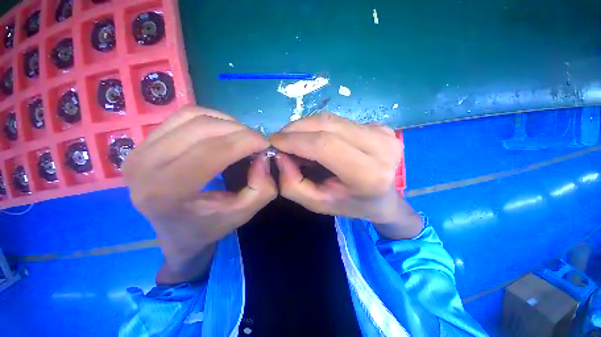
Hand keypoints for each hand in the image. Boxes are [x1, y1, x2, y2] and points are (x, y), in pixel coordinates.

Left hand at [123, 106, 275, 283]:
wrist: (176, 232)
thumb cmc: (209, 226)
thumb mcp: (244, 213)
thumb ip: (262, 188)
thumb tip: (263, 157)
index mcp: (167, 191)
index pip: (212, 151)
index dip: (245, 142)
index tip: (266, 144)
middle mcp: (146, 166)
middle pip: (202, 128)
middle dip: (240, 130)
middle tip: (257, 141)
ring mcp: (140, 149)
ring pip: (194, 117)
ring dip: (227, 122)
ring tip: (243, 136)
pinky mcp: (144, 142)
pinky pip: (184, 116)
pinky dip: (212, 118)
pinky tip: (225, 131)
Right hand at [270, 112, 422, 239]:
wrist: (384, 198)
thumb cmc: (350, 205)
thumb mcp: (317, 203)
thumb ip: (292, 184)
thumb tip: (280, 155)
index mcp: (369, 174)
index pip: (324, 145)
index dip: (294, 140)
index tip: (273, 142)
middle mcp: (381, 148)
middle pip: (327, 125)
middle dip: (296, 129)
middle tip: (280, 139)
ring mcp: (383, 132)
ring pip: (331, 119)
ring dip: (305, 126)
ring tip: (293, 139)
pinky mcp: (380, 125)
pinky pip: (339, 120)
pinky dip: (319, 126)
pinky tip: (314, 138)